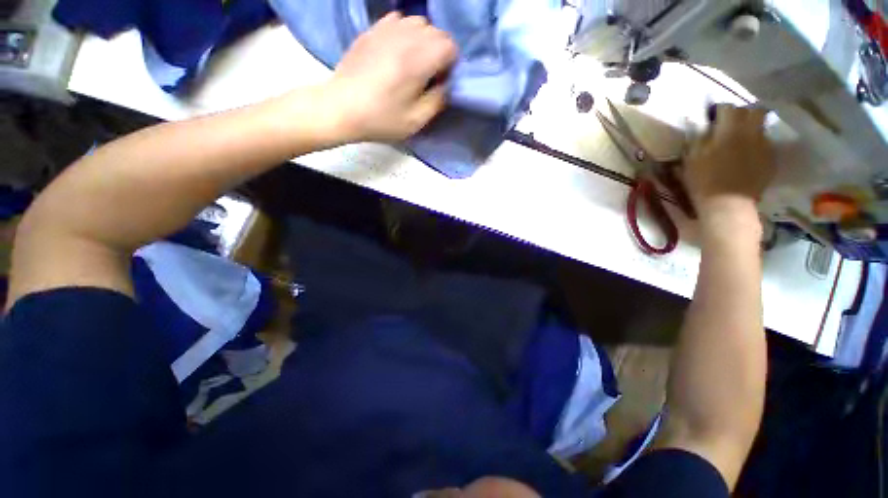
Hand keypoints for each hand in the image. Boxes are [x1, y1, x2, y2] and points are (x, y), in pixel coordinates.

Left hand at [322, 12, 457, 143]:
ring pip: (418, 23)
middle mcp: (405, 37)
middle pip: (436, 32)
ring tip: (413, 63)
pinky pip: (398, 20)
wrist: (341, 108)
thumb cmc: (381, 119)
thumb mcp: (416, 120)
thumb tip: (445, 84)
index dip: (450, 64)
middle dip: (439, 52)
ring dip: (423, 41)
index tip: (440, 82)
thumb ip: (438, 100)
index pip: (450, 46)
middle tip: (428, 75)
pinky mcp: (372, 30)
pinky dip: (404, 33)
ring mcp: (386, 29)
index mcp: (418, 60)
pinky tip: (397, 51)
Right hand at [684, 105, 774, 226]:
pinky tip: (745, 156)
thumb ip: (698, 139)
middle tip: (730, 124)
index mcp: (729, 130)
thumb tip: (704, 128)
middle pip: (753, 110)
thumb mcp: (691, 159)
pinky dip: (755, 145)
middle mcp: (751, 132)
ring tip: (739, 141)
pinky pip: (764, 144)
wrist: (728, 206)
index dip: (718, 111)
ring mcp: (764, 146)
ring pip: (761, 126)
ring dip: (750, 129)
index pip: (727, 107)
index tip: (711, 118)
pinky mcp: (770, 159)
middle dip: (742, 114)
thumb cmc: (703, 181)